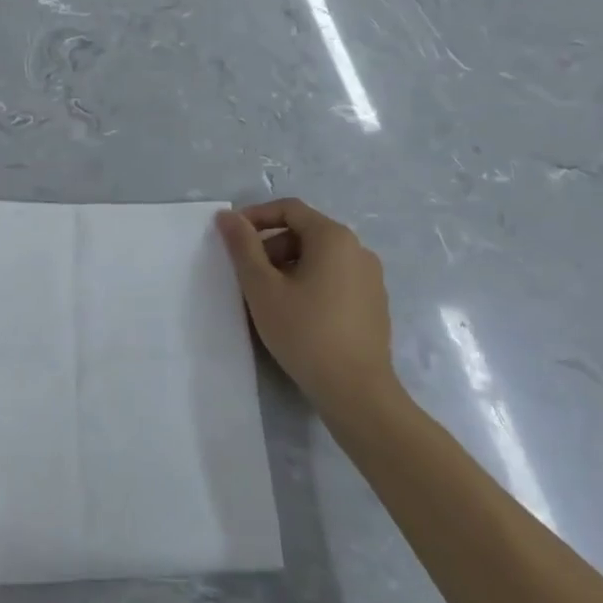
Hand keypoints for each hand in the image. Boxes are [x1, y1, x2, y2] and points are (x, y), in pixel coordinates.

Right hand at [216, 198, 397, 418]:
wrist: (357, 393)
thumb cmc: (305, 333)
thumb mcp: (263, 288)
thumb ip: (243, 247)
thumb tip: (227, 216)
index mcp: (333, 237)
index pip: (289, 209)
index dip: (256, 217)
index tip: (231, 237)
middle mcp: (358, 249)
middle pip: (305, 232)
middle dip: (271, 246)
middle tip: (248, 275)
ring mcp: (371, 278)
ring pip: (320, 257)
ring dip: (289, 266)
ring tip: (268, 298)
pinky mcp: (374, 304)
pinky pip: (336, 279)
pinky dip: (311, 283)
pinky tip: (297, 315)